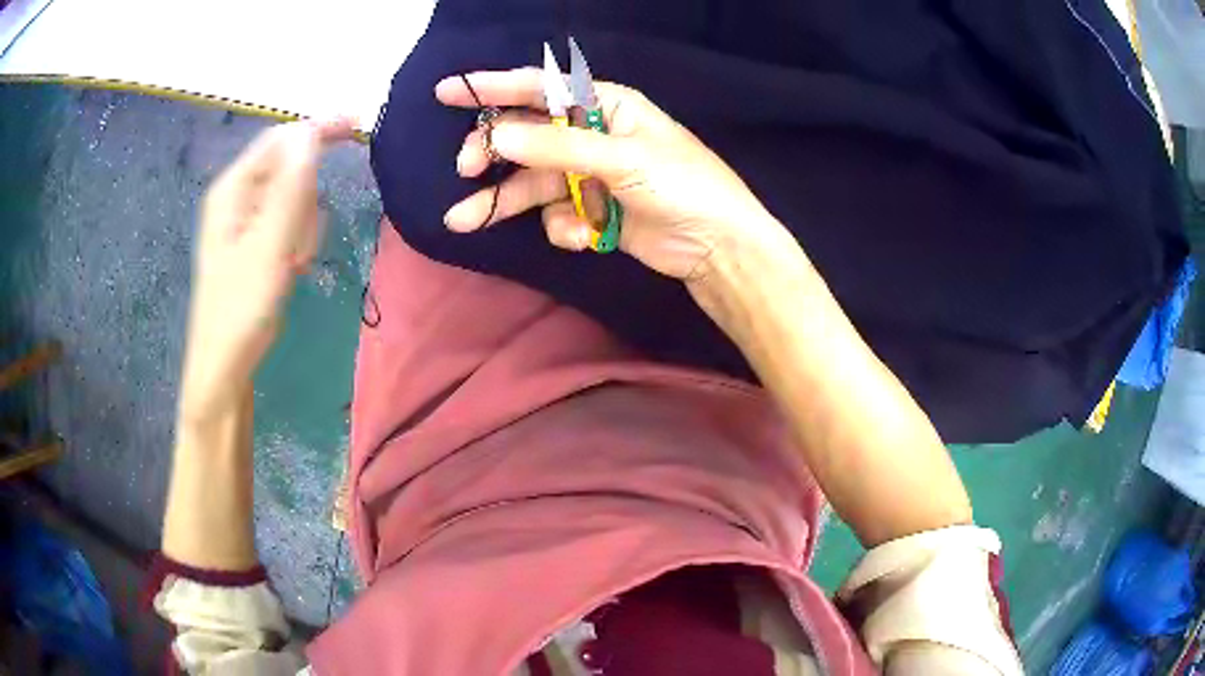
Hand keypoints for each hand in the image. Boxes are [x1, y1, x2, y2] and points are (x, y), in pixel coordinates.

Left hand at [179, 118, 353, 423]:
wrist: (225, 363)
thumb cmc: (242, 306)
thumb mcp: (270, 245)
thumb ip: (291, 187)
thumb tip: (311, 132)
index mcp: (232, 189)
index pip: (281, 139)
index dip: (318, 128)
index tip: (358, 127)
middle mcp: (237, 196)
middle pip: (290, 169)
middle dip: (307, 199)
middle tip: (302, 244)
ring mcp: (245, 219)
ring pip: (294, 197)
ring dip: (304, 225)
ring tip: (293, 263)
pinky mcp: (254, 240)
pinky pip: (289, 221)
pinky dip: (298, 239)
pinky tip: (291, 267)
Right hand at [437, 69, 781, 280]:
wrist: (718, 247)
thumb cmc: (684, 185)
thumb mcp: (623, 158)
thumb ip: (559, 148)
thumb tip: (497, 138)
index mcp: (605, 106)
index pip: (540, 89)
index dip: (492, 88)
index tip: (447, 92)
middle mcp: (592, 135)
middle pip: (527, 137)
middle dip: (494, 151)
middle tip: (466, 167)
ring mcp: (590, 176)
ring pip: (532, 182)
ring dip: (502, 201)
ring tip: (462, 221)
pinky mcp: (593, 212)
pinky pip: (557, 215)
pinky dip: (564, 228)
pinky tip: (585, 238)